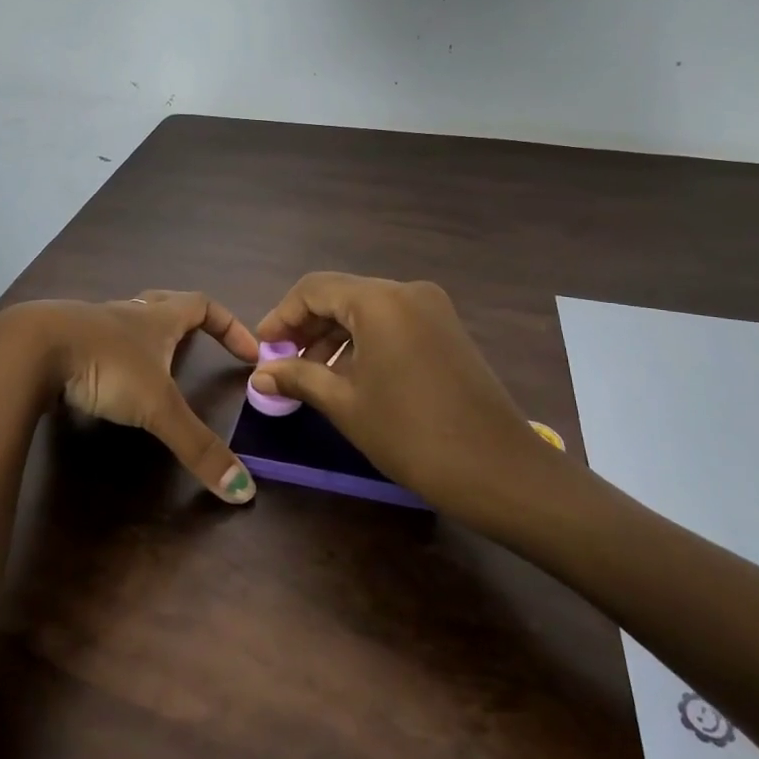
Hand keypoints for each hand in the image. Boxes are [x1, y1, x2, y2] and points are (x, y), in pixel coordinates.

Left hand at [0, 291, 260, 503]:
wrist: (31, 349)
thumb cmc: (106, 365)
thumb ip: (197, 446)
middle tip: (198, 347)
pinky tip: (102, 383)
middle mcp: (128, 313)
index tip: (249, 351)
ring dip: (145, 339)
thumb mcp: (157, 407)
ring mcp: (92, 324)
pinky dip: (109, 357)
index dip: (230, 325)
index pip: (204, 306)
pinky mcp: (63, 342)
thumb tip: (244, 491)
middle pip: (164, 304)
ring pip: (127, 322)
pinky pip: (96, 342)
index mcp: (157, 318)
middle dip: (186, 323)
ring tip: (153, 369)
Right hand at [250, 272, 557, 521]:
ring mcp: (432, 308)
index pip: (314, 289)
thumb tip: (260, 372)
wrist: (498, 469)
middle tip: (282, 364)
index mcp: (379, 300)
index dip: (282, 315)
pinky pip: (393, 322)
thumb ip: (299, 377)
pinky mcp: (446, 329)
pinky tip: (351, 375)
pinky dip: (365, 341)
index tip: (262, 348)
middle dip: (307, 327)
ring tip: (312, 376)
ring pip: (367, 309)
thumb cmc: (411, 434)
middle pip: (341, 295)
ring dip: (335, 336)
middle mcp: (406, 291)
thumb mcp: (346, 404)